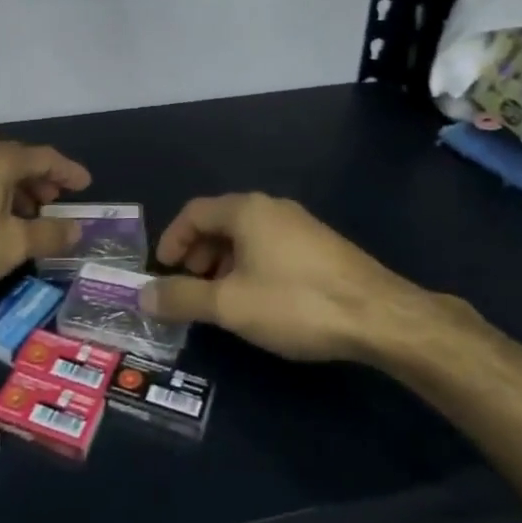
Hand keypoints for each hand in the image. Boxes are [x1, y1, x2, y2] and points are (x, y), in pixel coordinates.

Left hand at [0, 140, 92, 299]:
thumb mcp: (14, 244)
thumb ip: (49, 234)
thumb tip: (77, 229)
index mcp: (0, 160)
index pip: (45, 158)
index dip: (68, 171)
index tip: (86, 184)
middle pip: (21, 162)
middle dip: (44, 181)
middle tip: (59, 202)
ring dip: (21, 193)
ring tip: (34, 218)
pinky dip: (0, 199)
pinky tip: (1, 225)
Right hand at [140, 193, 433, 361]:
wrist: (379, 315)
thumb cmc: (295, 302)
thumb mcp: (229, 305)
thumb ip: (182, 298)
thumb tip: (142, 295)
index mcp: (246, 210)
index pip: (194, 212)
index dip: (172, 239)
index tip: (163, 270)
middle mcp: (272, 207)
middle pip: (221, 221)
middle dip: (198, 252)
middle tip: (190, 285)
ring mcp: (301, 224)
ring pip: (247, 236)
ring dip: (224, 262)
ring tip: (222, 297)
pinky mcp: (321, 246)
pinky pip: (271, 246)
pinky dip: (251, 266)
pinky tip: (260, 299)